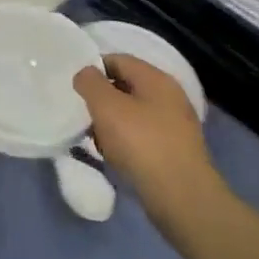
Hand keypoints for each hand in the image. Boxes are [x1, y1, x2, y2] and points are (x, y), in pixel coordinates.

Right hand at [74, 55, 224, 240]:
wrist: (182, 198)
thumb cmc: (141, 144)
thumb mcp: (106, 106)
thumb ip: (90, 82)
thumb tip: (86, 74)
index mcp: (156, 79)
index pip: (118, 60)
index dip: (94, 69)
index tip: (76, 89)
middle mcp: (170, 97)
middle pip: (126, 88)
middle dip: (102, 101)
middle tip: (84, 116)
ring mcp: (175, 126)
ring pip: (133, 115)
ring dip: (112, 125)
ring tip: (97, 142)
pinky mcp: (176, 152)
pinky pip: (143, 138)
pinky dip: (126, 144)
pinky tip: (116, 159)